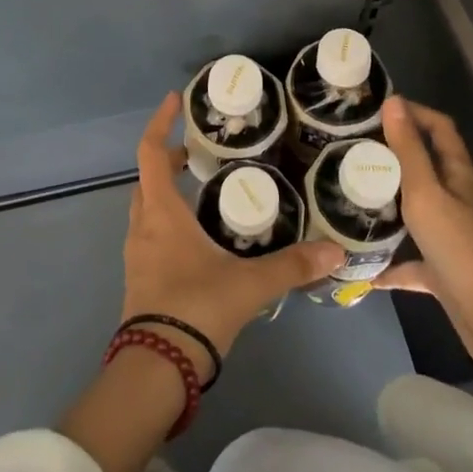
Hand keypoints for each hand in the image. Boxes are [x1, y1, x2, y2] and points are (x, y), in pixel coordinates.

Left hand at [122, 93, 342, 371]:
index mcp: (161, 213)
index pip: (151, 152)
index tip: (174, 100)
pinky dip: (169, 221)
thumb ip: (291, 266)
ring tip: (204, 190)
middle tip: (200, 152)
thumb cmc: (195, 309)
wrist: (154, 372)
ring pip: (148, 208)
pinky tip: (199, 238)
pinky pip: (151, 235)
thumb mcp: (248, 284)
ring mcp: (138, 255)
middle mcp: (143, 226)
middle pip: (148, 178)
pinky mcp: (141, 279)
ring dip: (168, 191)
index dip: (160, 123)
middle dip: (170, 159)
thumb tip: (334, 251)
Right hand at [374, 96, 472, 370]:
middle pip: (429, 166)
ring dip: (393, 202)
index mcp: (460, 174)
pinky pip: (415, 257)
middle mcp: (461, 199)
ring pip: (421, 208)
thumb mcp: (424, 190)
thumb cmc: (455, 244)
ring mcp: (456, 234)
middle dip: (396, 155)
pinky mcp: (447, 268)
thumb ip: (408, 148)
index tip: (379, 111)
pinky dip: (393, 260)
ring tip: (356, 195)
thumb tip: (394, 102)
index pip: (440, 128)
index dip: (415, 112)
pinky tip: (366, 268)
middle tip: (357, 150)